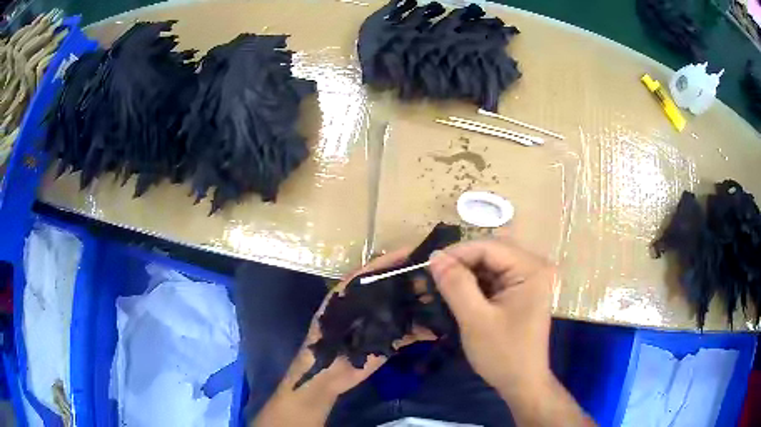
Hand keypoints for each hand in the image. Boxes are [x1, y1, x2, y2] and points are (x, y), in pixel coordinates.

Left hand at [254, 249, 430, 426]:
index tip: (416, 251)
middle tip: (438, 273)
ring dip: (423, 303)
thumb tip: (383, 272)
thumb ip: (352, 290)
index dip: (394, 259)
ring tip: (444, 296)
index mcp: (353, 292)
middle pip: (395, 287)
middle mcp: (370, 304)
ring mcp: (382, 323)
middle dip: (415, 280)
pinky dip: (425, 329)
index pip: (376, 269)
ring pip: (406, 308)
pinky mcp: (391, 341)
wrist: (326, 375)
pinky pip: (411, 332)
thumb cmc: (325, 339)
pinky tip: (440, 325)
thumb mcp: (334, 309)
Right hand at [429, 238, 554, 393]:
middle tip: (430, 278)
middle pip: (489, 254)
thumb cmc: (503, 354)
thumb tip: (434, 257)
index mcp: (531, 269)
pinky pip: (492, 280)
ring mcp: (527, 280)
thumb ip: (456, 285)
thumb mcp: (476, 320)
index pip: (489, 247)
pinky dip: (472, 287)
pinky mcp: (519, 292)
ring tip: (437, 287)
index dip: (457, 253)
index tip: (428, 267)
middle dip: (459, 265)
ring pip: (488, 267)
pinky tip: (454, 295)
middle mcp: (533, 268)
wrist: (521, 383)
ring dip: (463, 276)